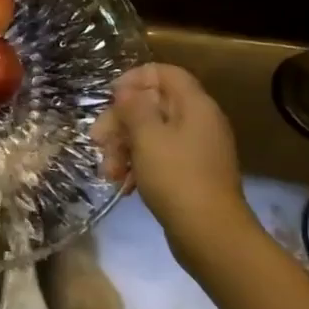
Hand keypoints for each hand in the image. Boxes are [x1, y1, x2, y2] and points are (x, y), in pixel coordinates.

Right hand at [92, 64, 260, 271]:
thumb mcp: (147, 136)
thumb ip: (134, 107)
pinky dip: (139, 166)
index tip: (110, 96)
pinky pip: (160, 158)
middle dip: (121, 122)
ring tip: (108, 172)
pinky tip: (124, 184)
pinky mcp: (191, 175)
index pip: (165, 73)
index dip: (135, 78)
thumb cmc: (177, 177)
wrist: (211, 235)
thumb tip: (126, 91)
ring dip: (125, 148)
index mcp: (194, 106)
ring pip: (152, 134)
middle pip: (153, 106)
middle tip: (97, 140)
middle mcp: (199, 122)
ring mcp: (196, 150)